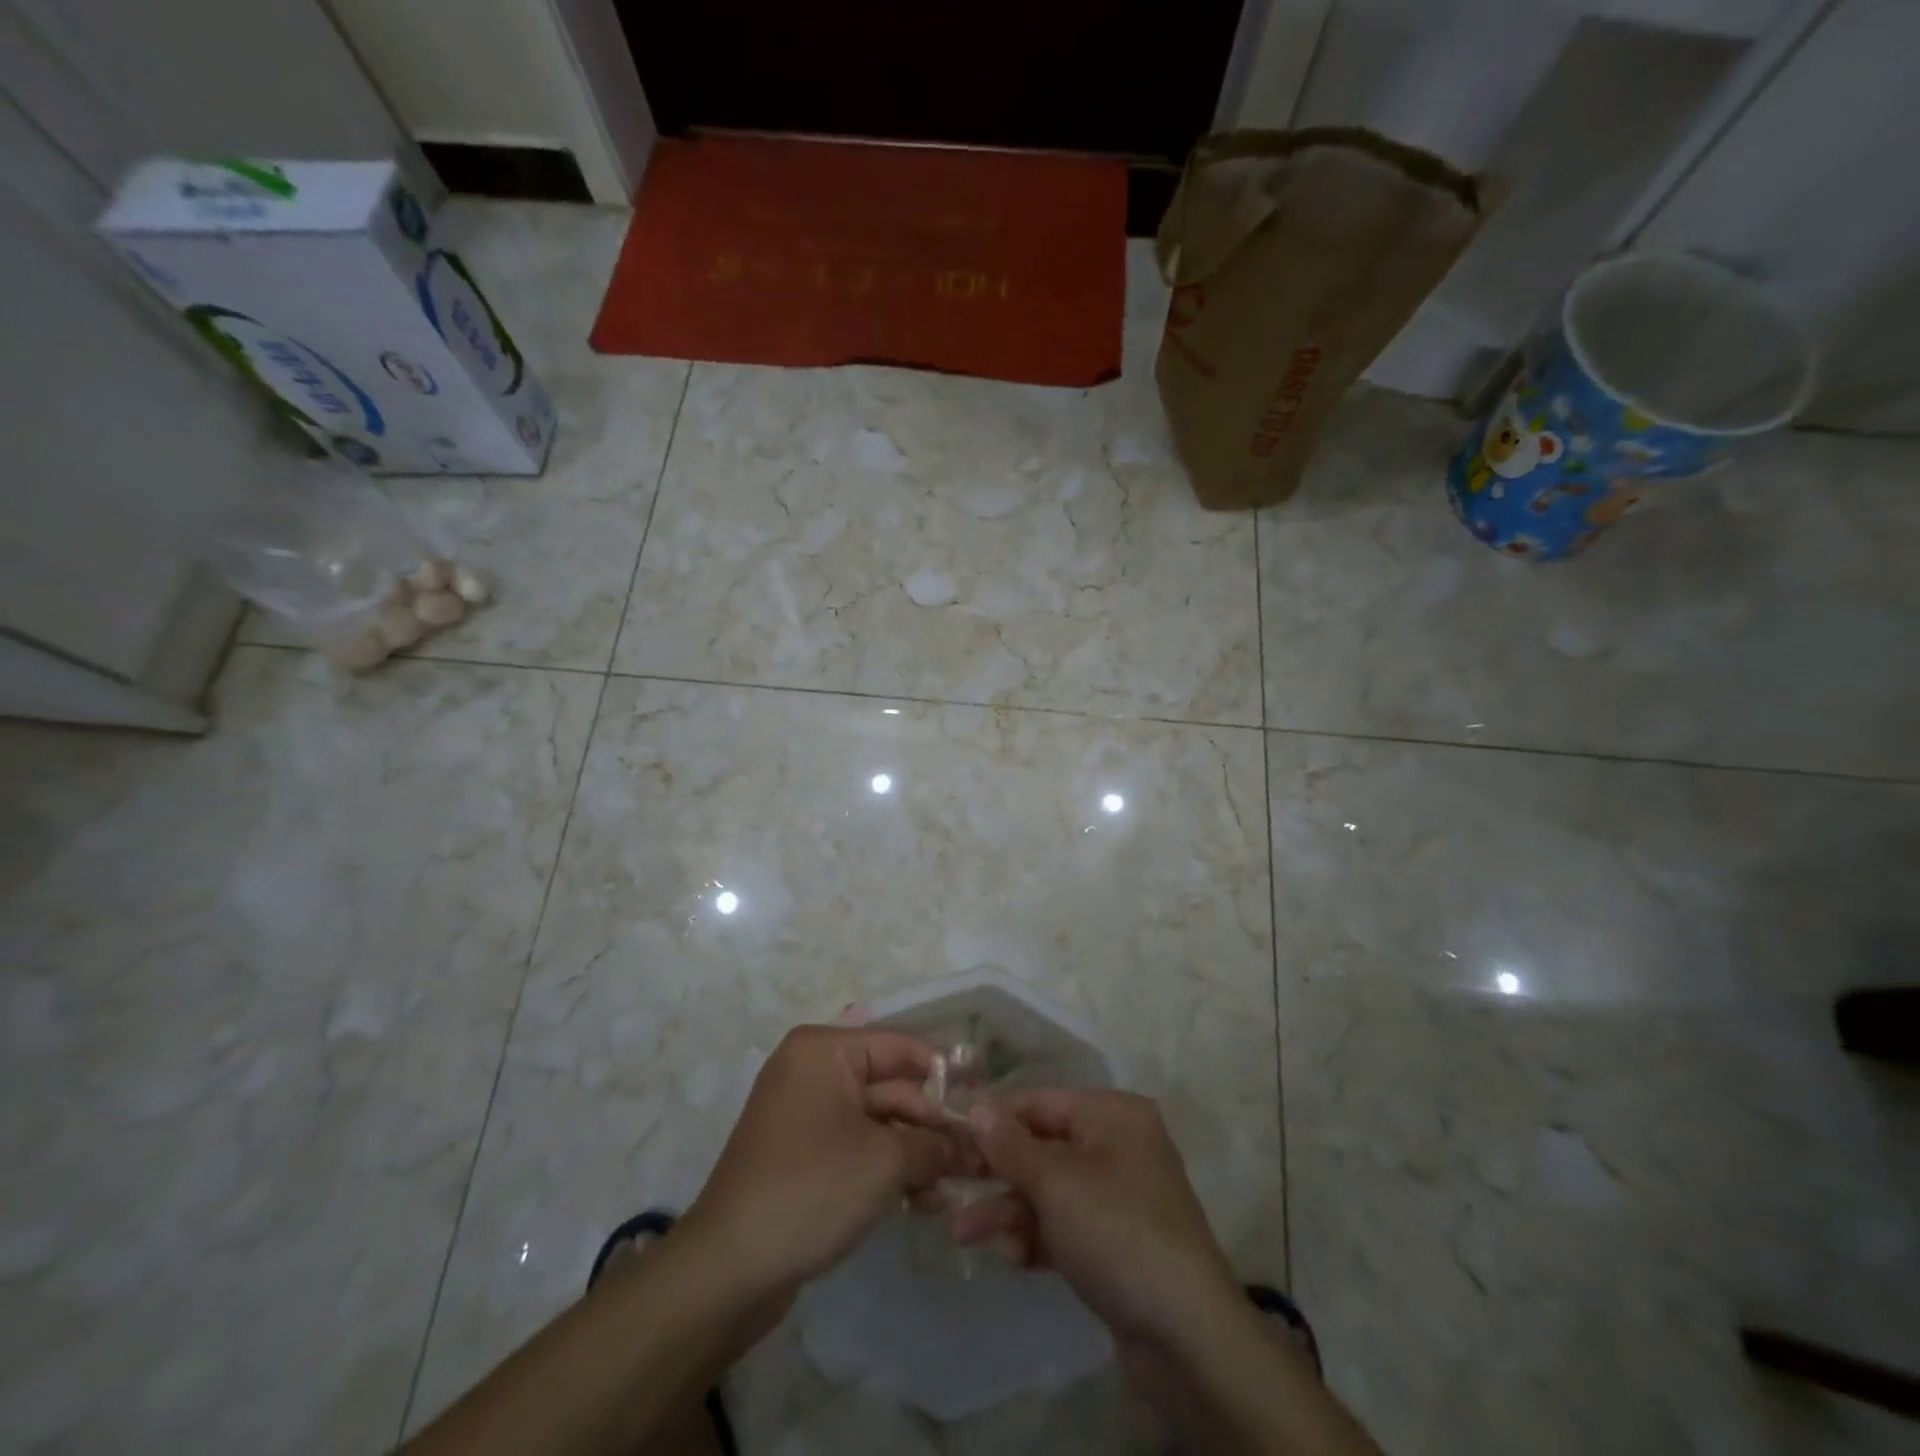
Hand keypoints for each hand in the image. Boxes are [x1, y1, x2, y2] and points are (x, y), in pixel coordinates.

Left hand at [680, 1024, 957, 1307]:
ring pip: (876, 1122)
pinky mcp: (803, 1155)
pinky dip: (888, 1168)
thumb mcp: (884, 1162)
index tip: (983, 1091)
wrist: (728, 1269)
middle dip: (931, 1123)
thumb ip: (934, 1145)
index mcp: (824, 1051)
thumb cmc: (811, 1189)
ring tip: (954, 1186)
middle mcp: (812, 1071)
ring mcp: (805, 1114)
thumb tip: (974, 1145)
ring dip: (915, 1152)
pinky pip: (856, 1147)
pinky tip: (923, 1201)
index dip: (944, 1069)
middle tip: (977, 1154)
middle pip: (889, 1086)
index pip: (898, 1046)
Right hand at [951, 1089, 1243, 1348]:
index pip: (1041, 1102)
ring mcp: (1119, 1196)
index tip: (951, 1131)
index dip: (995, 1117)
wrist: (1186, 1336)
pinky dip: (1037, 1237)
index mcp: (1112, 1115)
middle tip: (951, 1189)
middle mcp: (1118, 1146)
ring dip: (1009, 1211)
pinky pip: (1066, 1225)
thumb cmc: (1117, 1232)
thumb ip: (1011, 1145)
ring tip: (963, 1235)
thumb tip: (976, 1107)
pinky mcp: (1117, 1242)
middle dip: (998, 1173)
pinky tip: (1011, 1258)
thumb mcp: (1056, 1182)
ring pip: (1050, 1191)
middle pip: (1043, 1148)